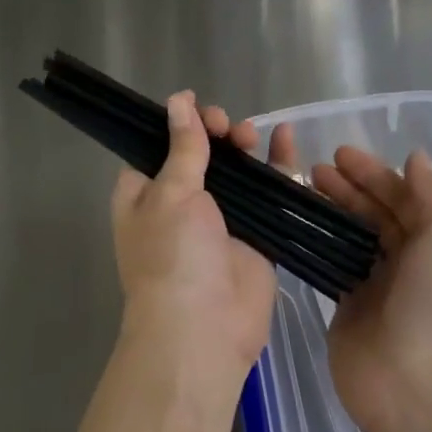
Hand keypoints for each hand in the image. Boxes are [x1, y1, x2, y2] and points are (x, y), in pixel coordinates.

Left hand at [112, 92, 277, 393]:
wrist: (203, 331)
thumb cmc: (172, 256)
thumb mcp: (171, 193)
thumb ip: (183, 146)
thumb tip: (178, 100)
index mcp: (146, 193)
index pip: (159, 144)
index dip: (179, 123)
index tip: (196, 107)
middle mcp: (181, 202)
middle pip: (202, 152)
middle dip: (215, 131)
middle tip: (225, 126)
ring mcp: (221, 218)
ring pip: (237, 168)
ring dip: (243, 144)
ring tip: (249, 135)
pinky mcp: (256, 233)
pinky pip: (268, 191)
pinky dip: (277, 165)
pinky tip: (285, 137)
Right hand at [310, 148, 431, 431]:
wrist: (426, 390)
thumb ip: (430, 194)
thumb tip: (416, 158)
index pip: (400, 197)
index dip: (372, 173)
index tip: (338, 154)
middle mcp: (406, 261)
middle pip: (372, 214)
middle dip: (347, 188)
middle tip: (313, 170)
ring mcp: (375, 288)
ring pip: (348, 238)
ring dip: (328, 212)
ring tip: (299, 190)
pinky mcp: (346, 313)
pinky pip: (329, 269)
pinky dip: (314, 246)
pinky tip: (293, 227)